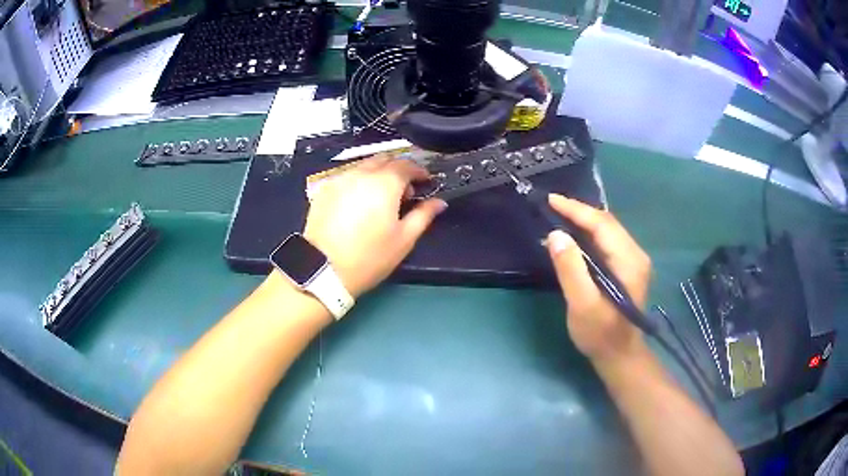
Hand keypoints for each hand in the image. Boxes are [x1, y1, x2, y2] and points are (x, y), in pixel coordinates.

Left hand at [302, 155, 447, 297]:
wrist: (323, 270)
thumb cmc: (369, 257)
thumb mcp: (403, 239)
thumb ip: (424, 215)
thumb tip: (439, 202)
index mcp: (384, 183)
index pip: (407, 165)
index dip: (419, 171)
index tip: (426, 182)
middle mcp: (361, 173)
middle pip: (384, 160)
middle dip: (398, 170)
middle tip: (403, 193)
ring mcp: (339, 180)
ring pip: (364, 166)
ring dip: (377, 174)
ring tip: (380, 199)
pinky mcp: (324, 190)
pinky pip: (347, 177)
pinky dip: (358, 182)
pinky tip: (357, 203)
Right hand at [545, 194, 651, 365]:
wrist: (619, 355)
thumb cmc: (600, 333)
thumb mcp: (582, 304)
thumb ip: (571, 269)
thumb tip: (556, 234)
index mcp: (628, 260)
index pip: (601, 224)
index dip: (576, 210)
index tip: (551, 200)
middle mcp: (635, 254)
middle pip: (606, 222)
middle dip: (579, 211)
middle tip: (551, 206)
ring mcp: (633, 260)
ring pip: (607, 229)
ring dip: (583, 220)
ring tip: (558, 216)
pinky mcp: (627, 267)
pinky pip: (607, 240)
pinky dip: (589, 233)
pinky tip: (574, 236)